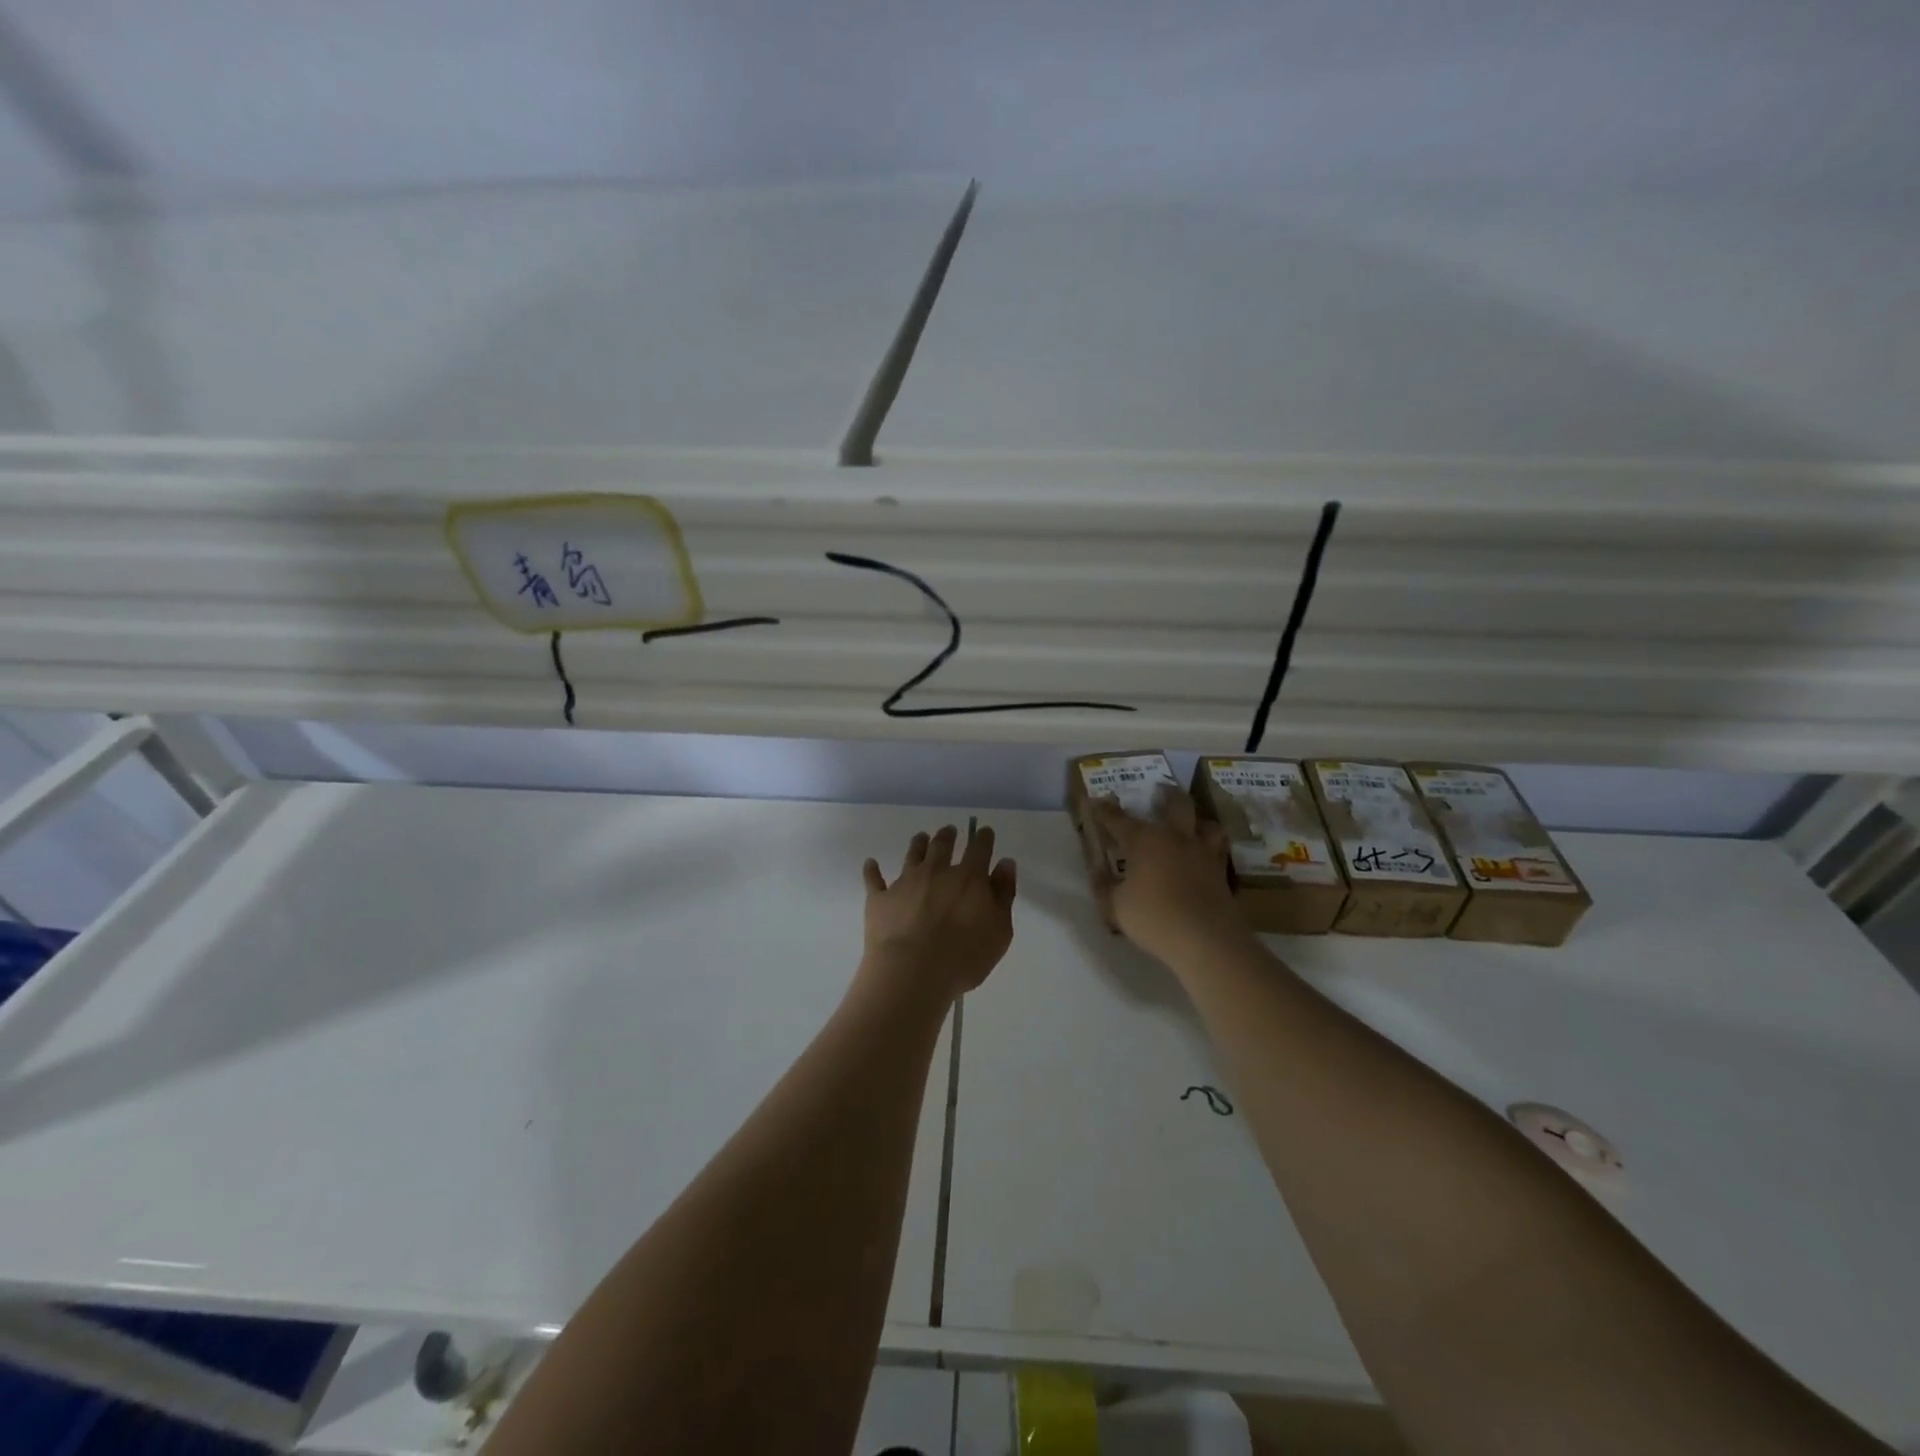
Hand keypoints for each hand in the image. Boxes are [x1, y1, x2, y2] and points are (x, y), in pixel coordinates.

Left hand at [860, 823, 1017, 1000]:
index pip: (979, 849)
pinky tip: (871, 863)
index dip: (983, 838)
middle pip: (942, 845)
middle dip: (948, 835)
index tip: (984, 831)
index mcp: (969, 878)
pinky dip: (872, 869)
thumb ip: (1003, 894)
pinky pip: (874, 879)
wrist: (912, 973)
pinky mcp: (880, 898)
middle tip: (949, 830)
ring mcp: (905, 882)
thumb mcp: (999, 930)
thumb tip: (1005, 863)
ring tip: (921, 837)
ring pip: (912, 854)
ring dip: (918, 844)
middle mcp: (937, 871)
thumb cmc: (964, 957)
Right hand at [1090, 790, 1248, 968]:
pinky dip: (1212, 847)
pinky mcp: (1222, 871)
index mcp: (1143, 841)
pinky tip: (1206, 855)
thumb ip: (1104, 887)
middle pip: (1175, 804)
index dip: (1106, 811)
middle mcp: (1175, 837)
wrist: (1206, 939)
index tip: (1098, 802)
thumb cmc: (1154, 918)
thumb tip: (1096, 872)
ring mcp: (1202, 852)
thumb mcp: (1116, 906)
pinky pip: (1218, 850)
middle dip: (1166, 794)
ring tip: (1192, 823)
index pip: (1119, 819)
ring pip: (1206, 823)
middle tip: (1161, 790)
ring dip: (1197, 819)